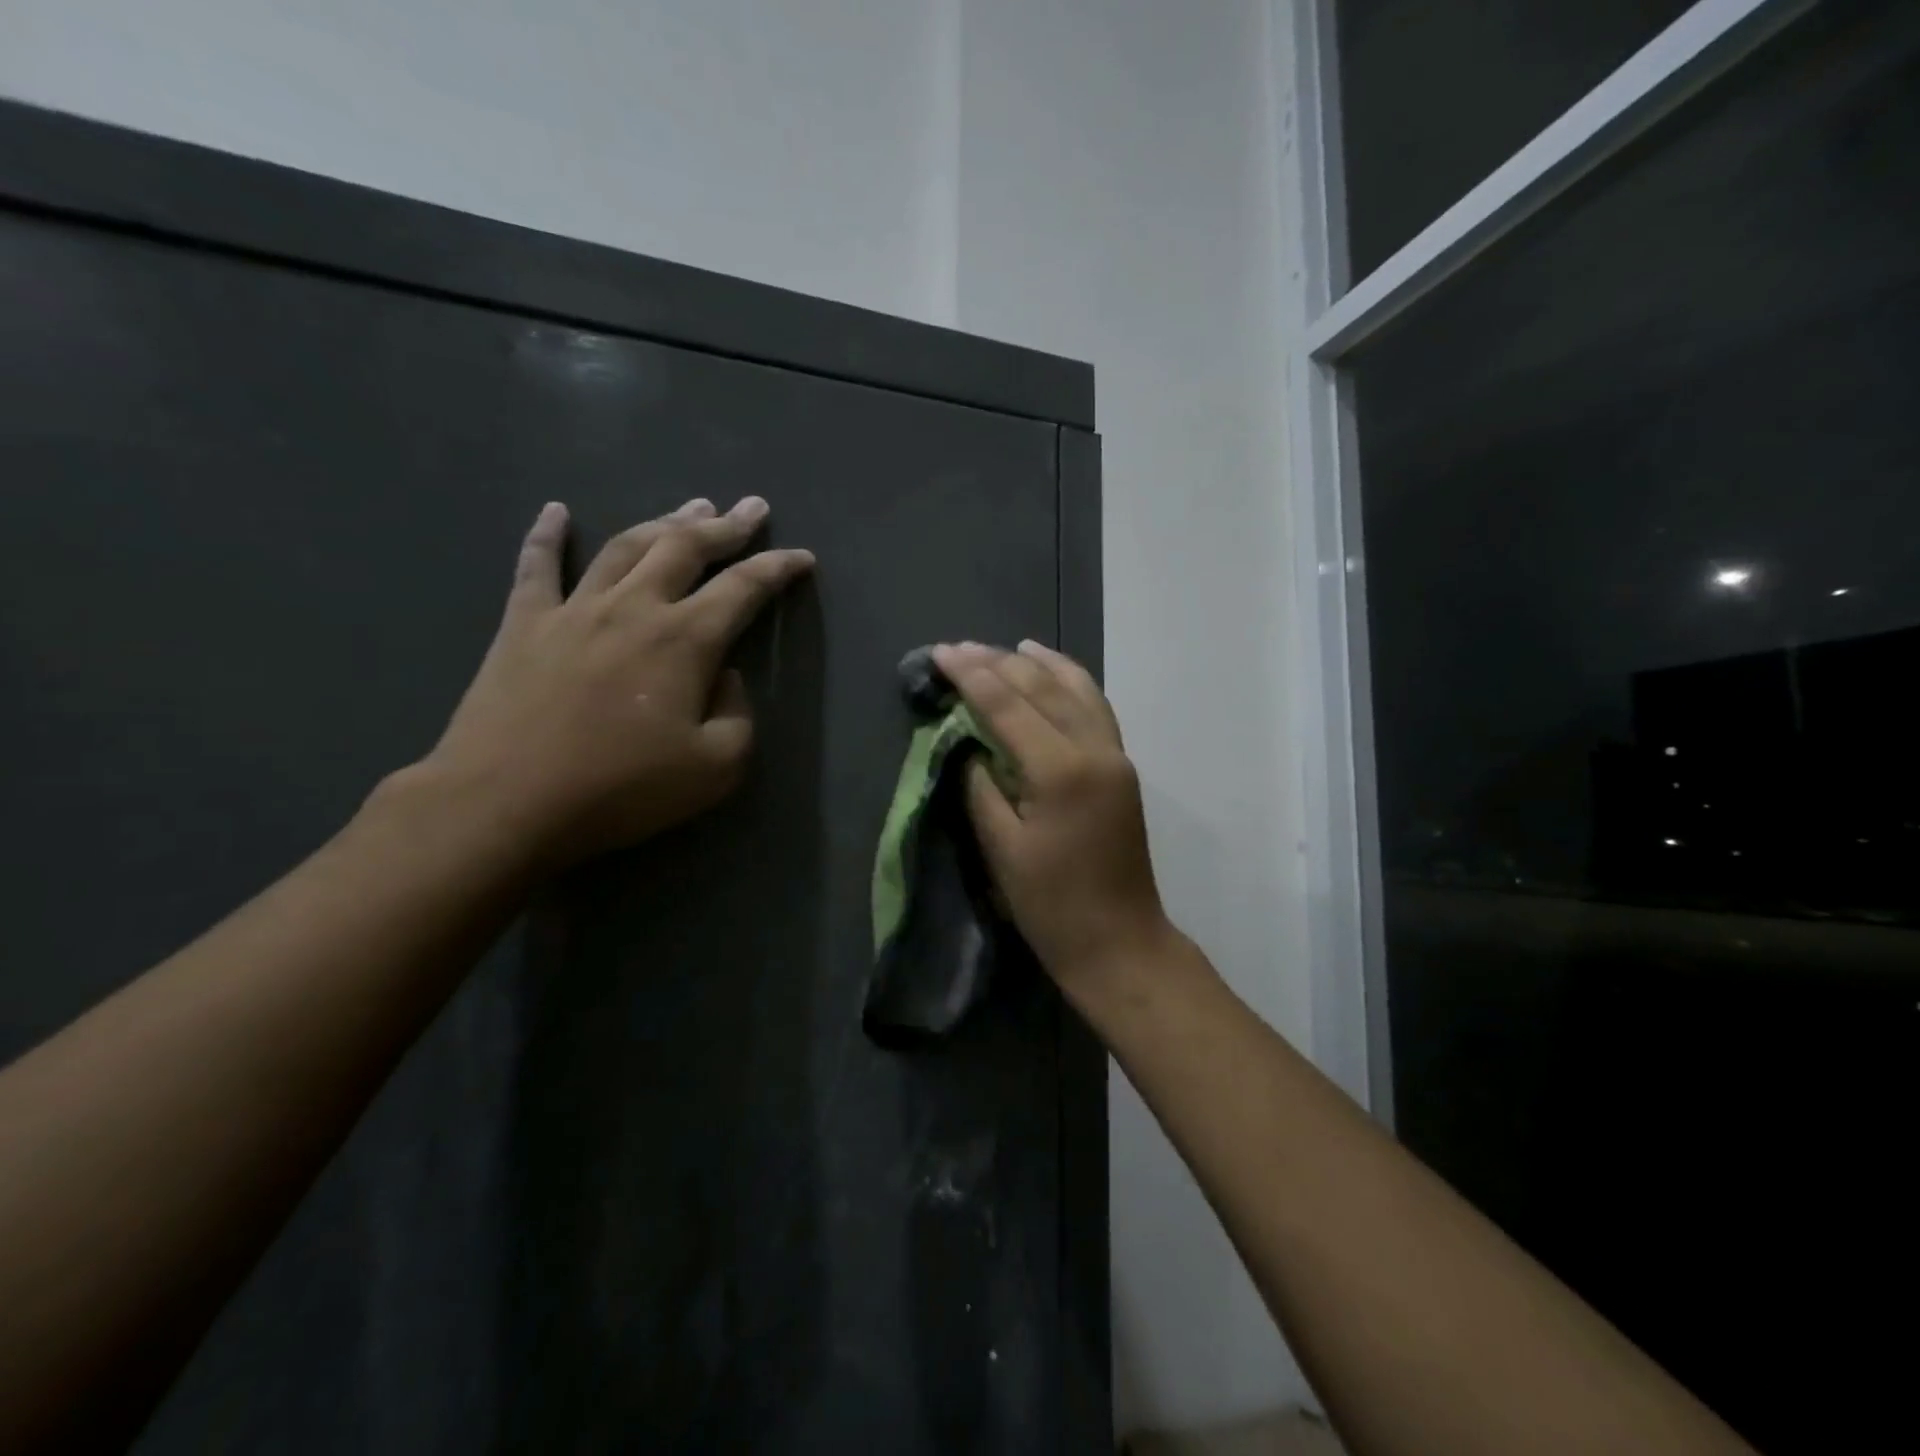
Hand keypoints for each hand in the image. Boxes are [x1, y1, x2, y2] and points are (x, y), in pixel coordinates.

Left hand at [421, 496, 813, 868]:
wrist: (506, 802)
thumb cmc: (620, 789)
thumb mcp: (715, 768)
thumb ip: (738, 715)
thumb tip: (725, 677)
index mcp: (684, 640)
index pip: (744, 588)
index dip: (778, 568)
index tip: (802, 558)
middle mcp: (633, 607)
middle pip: (686, 548)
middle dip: (726, 526)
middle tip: (752, 507)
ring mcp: (574, 609)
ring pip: (626, 546)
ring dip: (664, 521)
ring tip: (691, 505)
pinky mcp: (523, 624)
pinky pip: (537, 566)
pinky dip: (547, 535)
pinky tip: (556, 511)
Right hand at [932, 640, 1171, 987]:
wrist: (1120, 942)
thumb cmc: (1052, 906)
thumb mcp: (1001, 849)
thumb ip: (981, 788)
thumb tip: (970, 746)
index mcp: (1061, 771)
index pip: (1008, 706)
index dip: (971, 677)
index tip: (941, 653)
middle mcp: (1095, 750)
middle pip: (1043, 689)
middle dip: (999, 663)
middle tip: (960, 648)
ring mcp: (1115, 757)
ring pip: (1079, 690)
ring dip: (1042, 664)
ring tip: (1011, 646)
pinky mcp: (1122, 769)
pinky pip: (1097, 709)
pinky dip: (1074, 684)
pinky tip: (1056, 675)